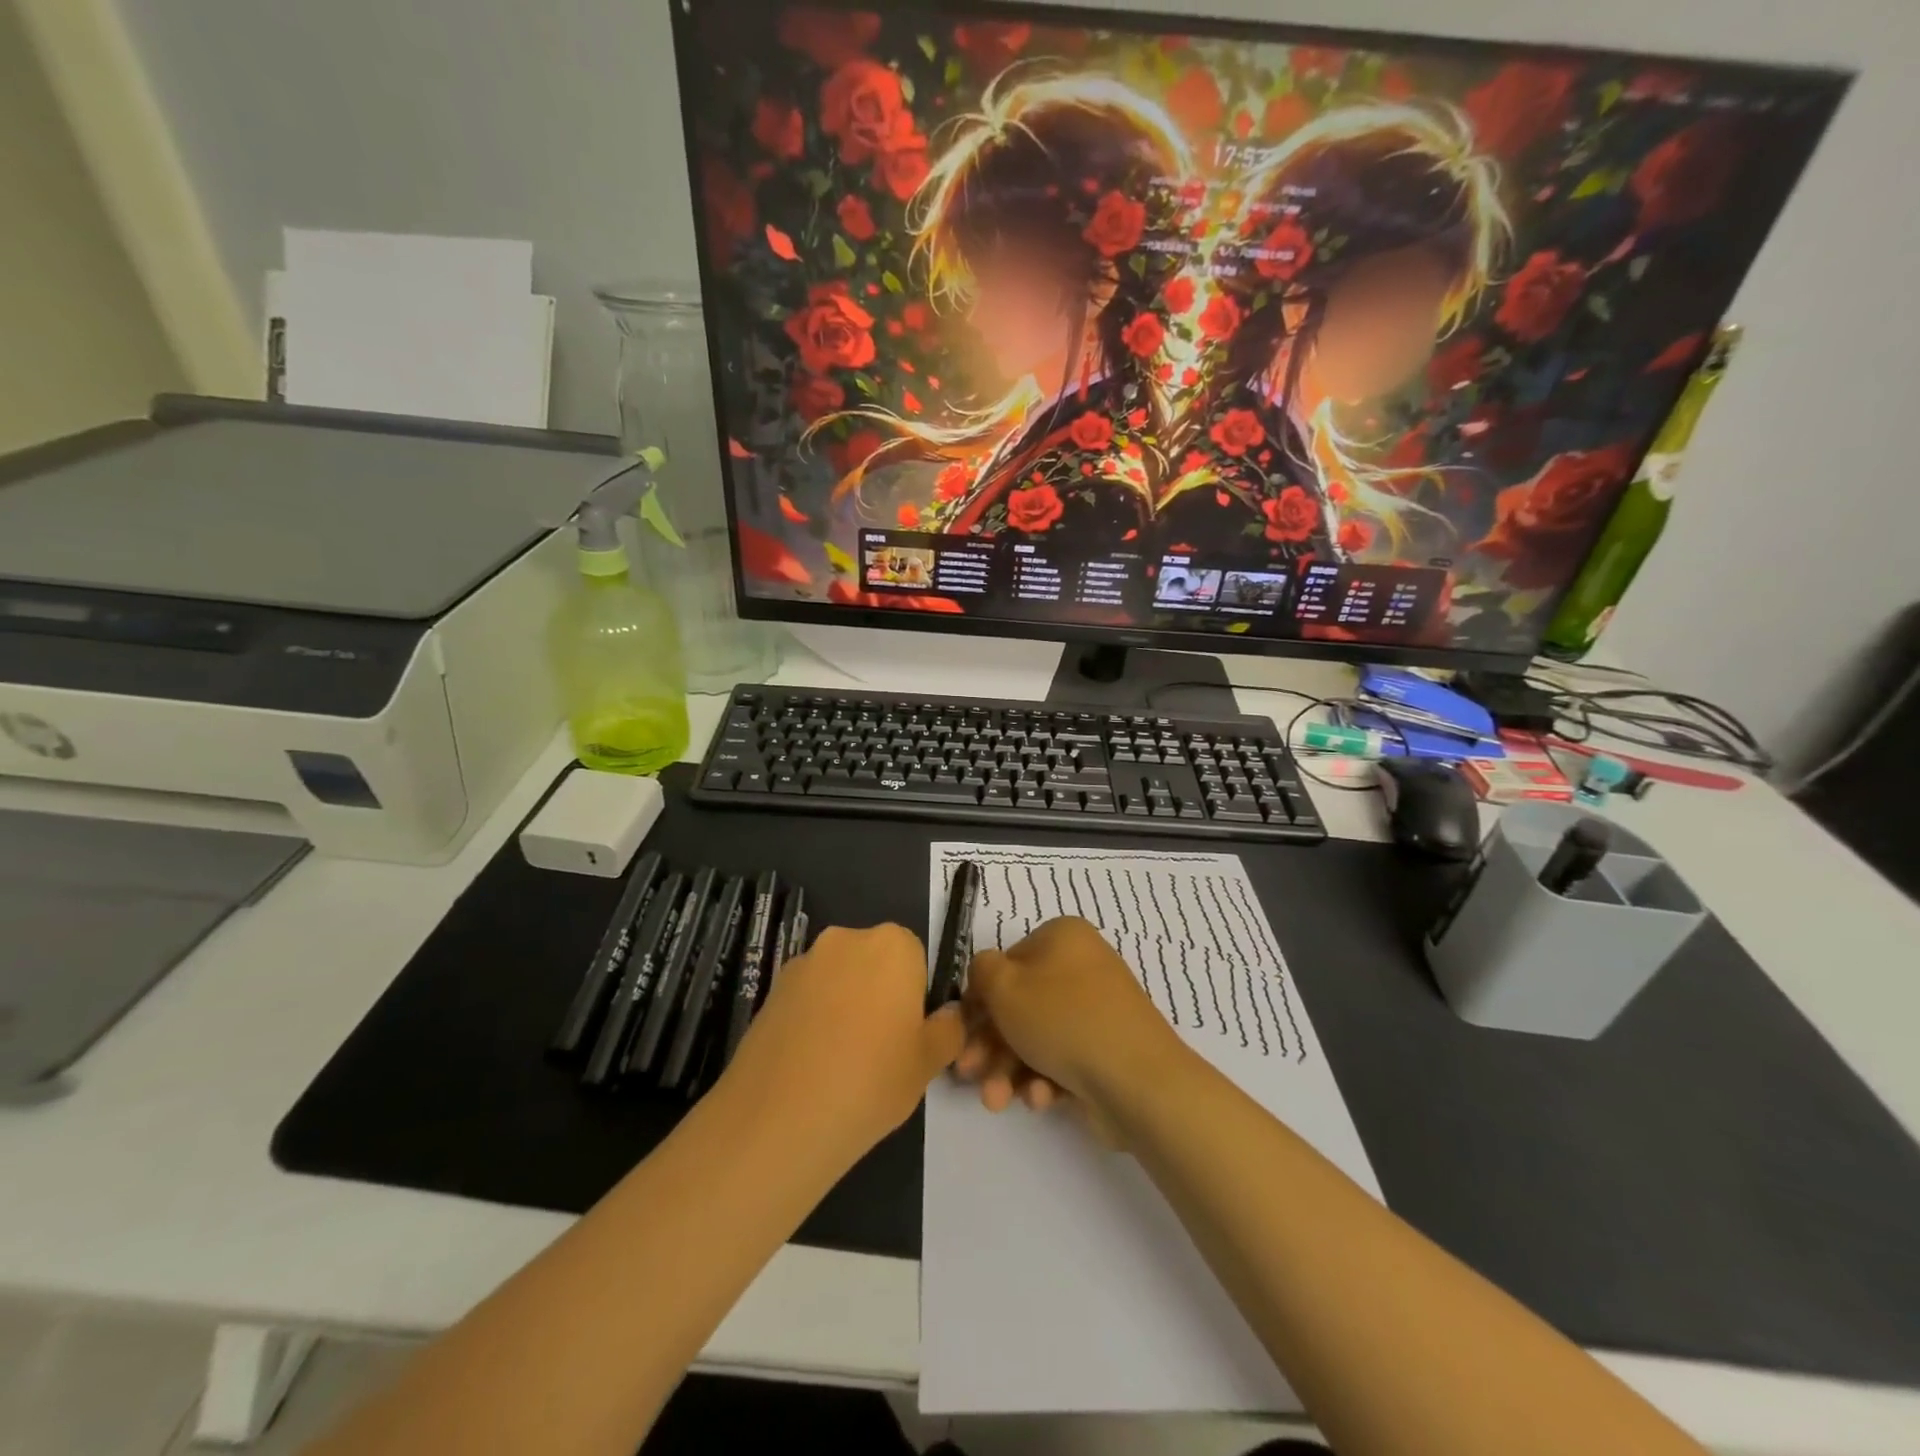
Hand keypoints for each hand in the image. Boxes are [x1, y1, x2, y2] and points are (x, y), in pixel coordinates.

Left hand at [724, 923, 963, 1163]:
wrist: (780, 1118)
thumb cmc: (871, 1082)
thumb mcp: (928, 1063)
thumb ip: (948, 1030)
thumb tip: (948, 1016)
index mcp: (893, 945)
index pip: (916, 956)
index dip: (915, 994)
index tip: (909, 1033)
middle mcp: (847, 939)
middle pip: (874, 961)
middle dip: (878, 993)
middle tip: (879, 1048)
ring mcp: (804, 962)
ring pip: (838, 978)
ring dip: (843, 1004)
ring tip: (840, 1062)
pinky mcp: (771, 989)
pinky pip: (807, 997)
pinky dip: (813, 1018)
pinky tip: (810, 1064)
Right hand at [957, 917, 1186, 1123]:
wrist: (1138, 1080)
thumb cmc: (1063, 1020)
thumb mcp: (1004, 986)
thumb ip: (981, 971)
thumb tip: (985, 975)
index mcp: (1062, 938)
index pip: (1006, 965)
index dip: (979, 1000)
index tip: (959, 1032)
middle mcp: (1082, 967)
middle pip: (1020, 1005)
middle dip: (989, 1045)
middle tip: (967, 1074)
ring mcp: (1097, 1011)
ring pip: (1037, 1038)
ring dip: (1009, 1070)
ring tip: (996, 1101)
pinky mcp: (1106, 1051)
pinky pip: (1063, 1059)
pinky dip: (1044, 1079)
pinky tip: (1040, 1099)